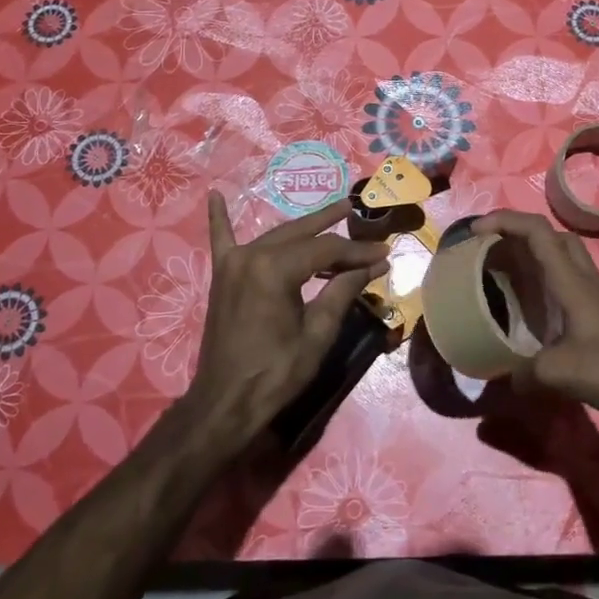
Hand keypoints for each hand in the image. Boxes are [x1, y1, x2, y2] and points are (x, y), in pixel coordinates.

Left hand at [179, 192, 389, 453]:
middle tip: (358, 213)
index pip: (326, 250)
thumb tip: (373, 265)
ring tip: (332, 213)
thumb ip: (342, 291)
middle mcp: (251, 255)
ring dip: (302, 228)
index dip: (357, 251)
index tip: (384, 252)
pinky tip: (215, 195)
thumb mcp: (318, 334)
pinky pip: (221, 240)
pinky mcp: (221, 277)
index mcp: (275, 269)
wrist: (225, 402)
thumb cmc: (276, 372)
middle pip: (301, 235)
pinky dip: (220, 219)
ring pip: (276, 236)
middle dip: (332, 226)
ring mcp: (232, 264)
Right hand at [472, 210, 598, 427]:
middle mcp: (584, 280)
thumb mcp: (560, 373)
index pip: (538, 232)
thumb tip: (502, 379)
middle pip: (554, 238)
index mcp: (572, 281)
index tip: (476, 231)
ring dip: (534, 260)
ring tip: (507, 279)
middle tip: (494, 253)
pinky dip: (547, 288)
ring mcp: (597, 298)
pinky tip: (534, 315)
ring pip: (564, 260)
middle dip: (520, 235)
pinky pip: (569, 287)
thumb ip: (524, 373)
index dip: (505, 221)